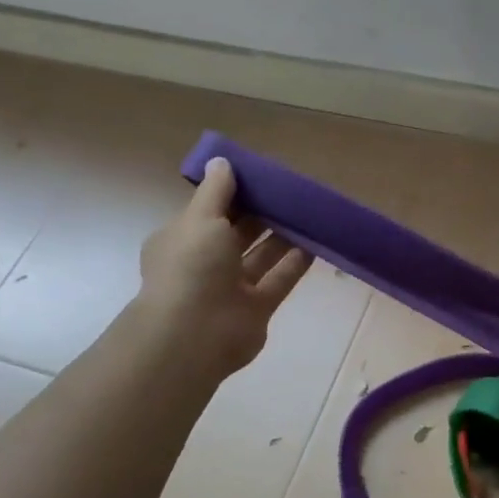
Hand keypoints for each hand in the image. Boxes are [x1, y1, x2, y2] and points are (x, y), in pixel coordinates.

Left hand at [132, 158, 311, 379]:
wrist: (196, 335)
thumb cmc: (191, 268)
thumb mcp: (200, 219)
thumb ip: (216, 191)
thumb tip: (222, 162)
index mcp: (182, 240)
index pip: (208, 211)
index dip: (231, 194)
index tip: (258, 177)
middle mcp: (205, 263)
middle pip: (237, 233)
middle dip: (261, 214)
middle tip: (290, 192)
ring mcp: (232, 288)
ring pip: (261, 256)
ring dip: (282, 236)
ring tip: (308, 213)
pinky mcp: (258, 308)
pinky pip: (279, 279)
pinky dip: (295, 262)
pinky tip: (316, 242)